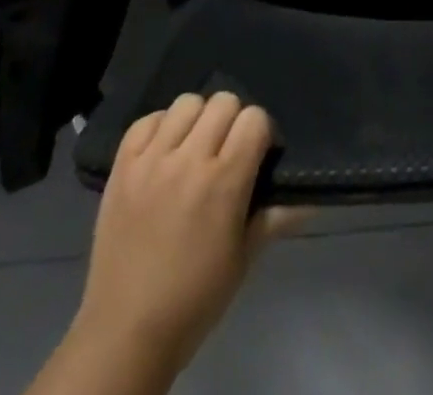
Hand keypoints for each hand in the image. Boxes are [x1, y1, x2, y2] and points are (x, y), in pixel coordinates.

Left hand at [71, 92, 295, 381]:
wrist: (125, 332)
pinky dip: (160, 128)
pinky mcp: (122, 166)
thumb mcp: (243, 260)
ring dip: (197, 120)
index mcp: (224, 182)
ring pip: (186, 102)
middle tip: (226, 152)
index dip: (261, 133)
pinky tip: (163, 152)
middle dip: (232, 122)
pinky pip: (147, 120)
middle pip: (223, 102)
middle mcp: (189, 160)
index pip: (254, 119)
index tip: (256, 155)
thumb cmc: (194, 299)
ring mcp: (151, 160)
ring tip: (193, 148)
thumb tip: (310, 199)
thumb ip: (275, 218)